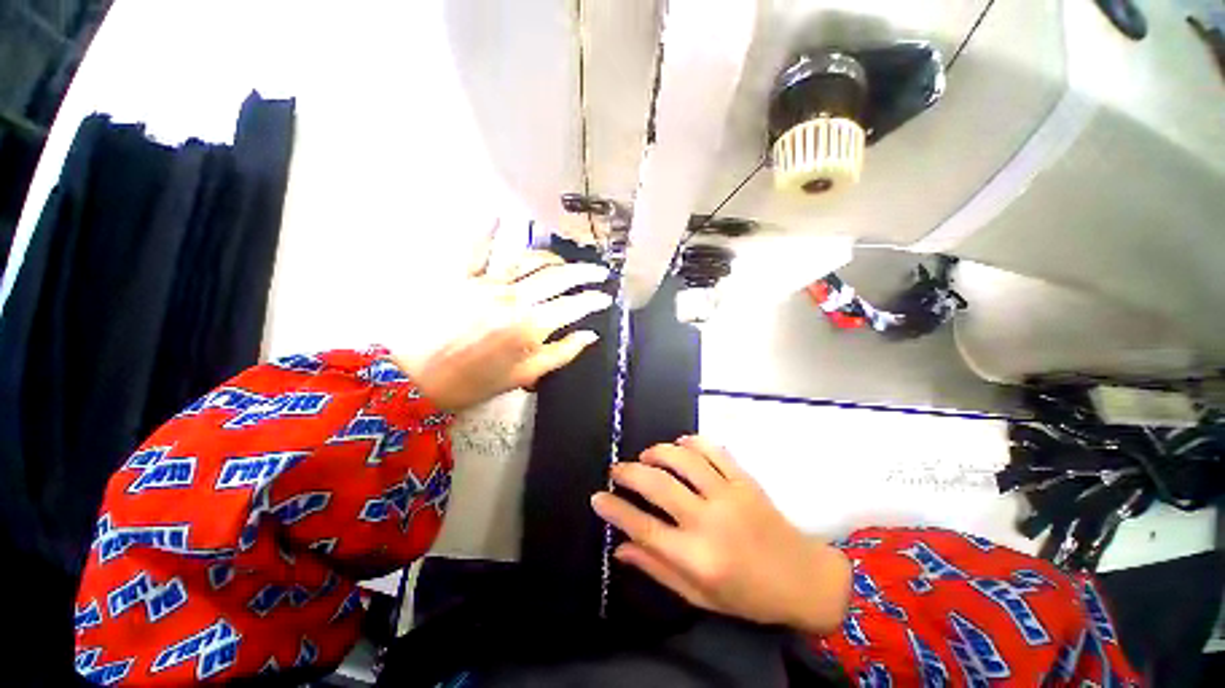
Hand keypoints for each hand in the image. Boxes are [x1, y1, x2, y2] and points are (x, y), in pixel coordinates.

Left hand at [394, 250, 611, 412]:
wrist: (414, 378)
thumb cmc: (473, 382)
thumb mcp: (524, 376)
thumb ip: (561, 353)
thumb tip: (589, 335)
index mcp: (531, 325)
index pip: (574, 306)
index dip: (594, 300)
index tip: (606, 297)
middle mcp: (514, 298)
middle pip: (558, 276)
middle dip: (584, 272)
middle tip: (599, 271)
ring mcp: (486, 283)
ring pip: (528, 259)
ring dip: (551, 256)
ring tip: (564, 260)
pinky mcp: (460, 276)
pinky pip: (476, 247)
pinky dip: (487, 229)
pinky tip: (498, 215)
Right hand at [591, 436, 850, 633]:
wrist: (802, 578)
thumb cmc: (748, 595)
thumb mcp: (699, 596)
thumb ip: (657, 569)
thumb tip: (620, 548)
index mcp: (697, 557)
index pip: (643, 527)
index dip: (615, 510)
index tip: (597, 497)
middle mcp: (709, 521)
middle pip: (658, 485)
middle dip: (629, 472)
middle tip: (617, 470)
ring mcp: (729, 494)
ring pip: (683, 460)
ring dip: (658, 452)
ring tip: (646, 456)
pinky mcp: (744, 479)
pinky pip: (713, 450)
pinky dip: (691, 441)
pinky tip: (679, 444)